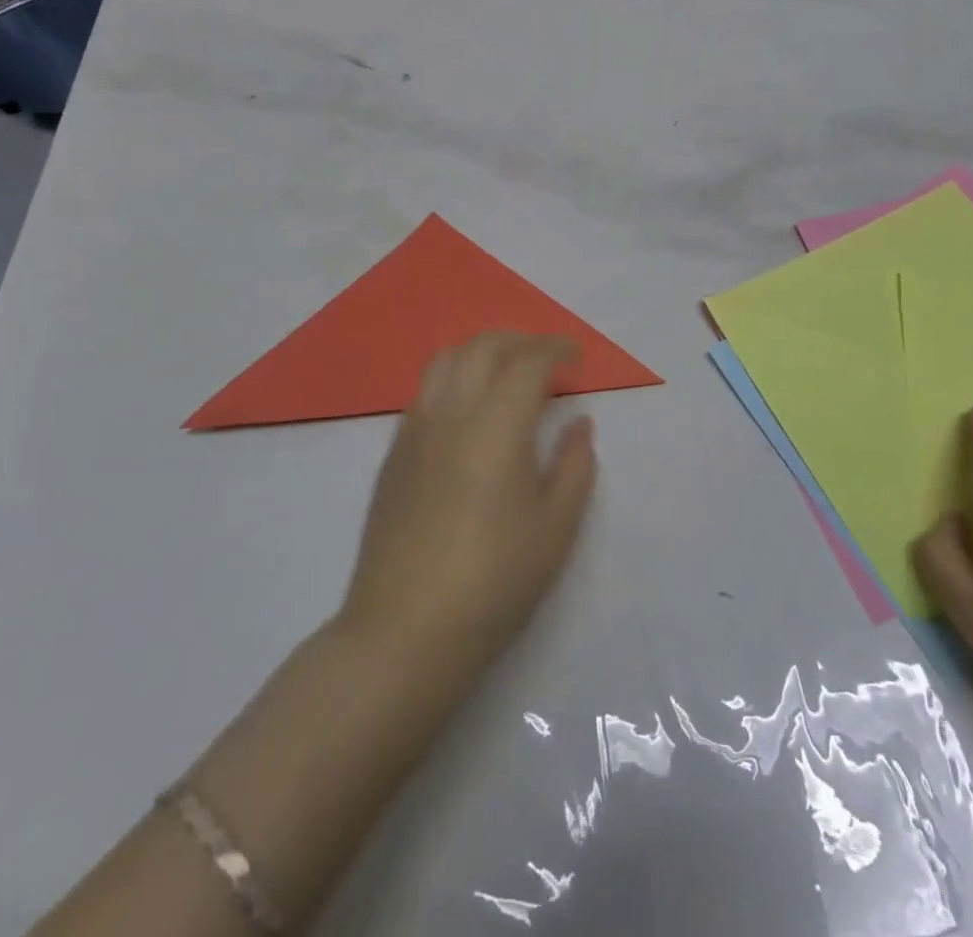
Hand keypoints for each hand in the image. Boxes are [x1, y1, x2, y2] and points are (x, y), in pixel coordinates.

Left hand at [342, 332, 597, 678]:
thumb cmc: (494, 580)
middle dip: (521, 339)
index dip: (556, 348)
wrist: (405, 631)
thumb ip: (575, 464)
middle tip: (548, 359)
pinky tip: (469, 413)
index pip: (528, 360)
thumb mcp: (556, 527)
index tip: (577, 357)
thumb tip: (579, 422)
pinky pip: (425, 391)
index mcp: (496, 425)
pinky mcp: (393, 454)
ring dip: (482, 351)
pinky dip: (454, 378)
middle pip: (483, 346)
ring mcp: (415, 430)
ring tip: (507, 375)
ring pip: (445, 359)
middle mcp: (451, 413)